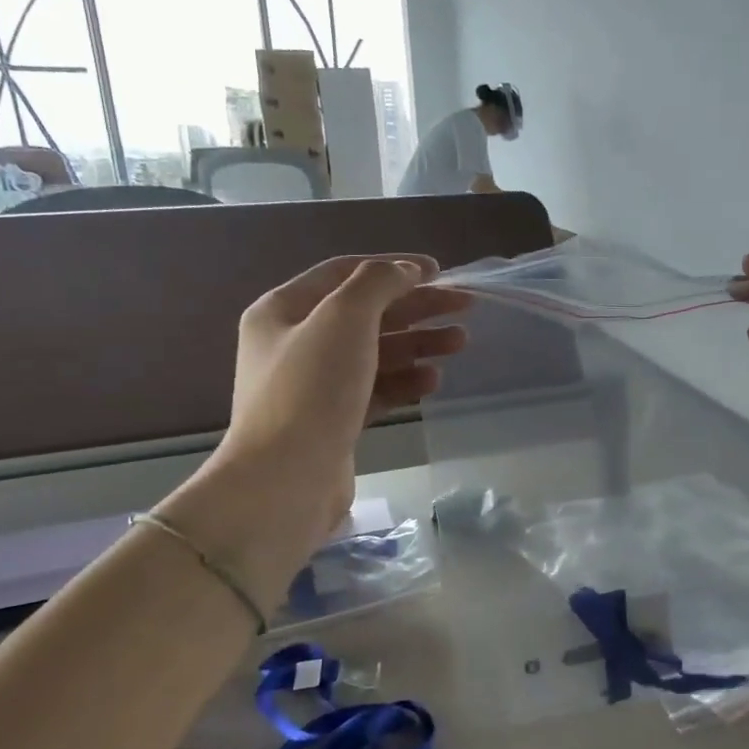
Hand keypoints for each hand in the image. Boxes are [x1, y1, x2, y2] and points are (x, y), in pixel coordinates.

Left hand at [156, 255, 469, 600]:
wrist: (286, 481)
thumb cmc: (312, 389)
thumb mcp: (343, 318)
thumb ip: (377, 283)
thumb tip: (405, 270)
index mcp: (283, 310)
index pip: (345, 273)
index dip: (394, 266)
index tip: (440, 271)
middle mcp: (296, 343)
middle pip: (367, 313)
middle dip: (416, 307)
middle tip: (465, 306)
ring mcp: (315, 385)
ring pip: (375, 352)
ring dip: (418, 344)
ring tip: (460, 342)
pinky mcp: (334, 420)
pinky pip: (376, 389)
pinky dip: (405, 381)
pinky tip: (433, 380)